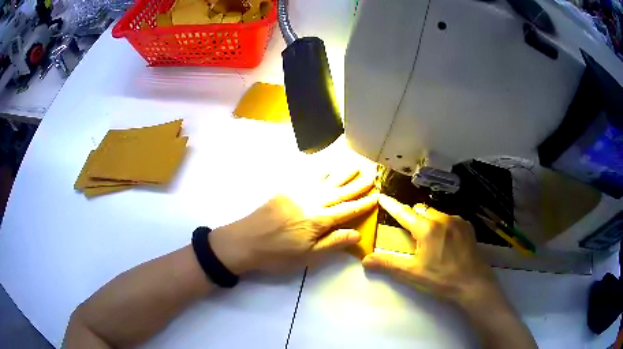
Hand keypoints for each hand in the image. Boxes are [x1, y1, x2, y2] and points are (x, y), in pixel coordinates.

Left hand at [210, 168, 377, 273]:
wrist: (244, 241)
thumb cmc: (277, 254)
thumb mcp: (307, 257)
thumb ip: (333, 243)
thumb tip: (357, 233)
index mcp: (319, 220)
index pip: (347, 210)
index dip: (363, 203)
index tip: (376, 195)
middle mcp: (312, 202)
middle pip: (339, 192)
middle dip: (357, 185)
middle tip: (371, 175)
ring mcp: (298, 193)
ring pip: (325, 181)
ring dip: (341, 174)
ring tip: (355, 166)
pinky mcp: (285, 190)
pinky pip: (306, 177)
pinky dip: (319, 171)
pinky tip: (326, 167)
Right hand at [363, 195, 499, 305]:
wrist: (473, 284)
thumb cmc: (441, 279)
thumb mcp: (412, 274)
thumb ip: (388, 264)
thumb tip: (365, 260)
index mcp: (427, 229)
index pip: (404, 213)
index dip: (391, 205)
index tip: (382, 196)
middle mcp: (442, 219)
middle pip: (421, 210)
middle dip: (412, 217)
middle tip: (409, 233)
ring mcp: (457, 221)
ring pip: (436, 213)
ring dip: (428, 220)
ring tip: (428, 239)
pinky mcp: (467, 227)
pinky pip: (449, 219)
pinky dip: (442, 225)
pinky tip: (445, 241)